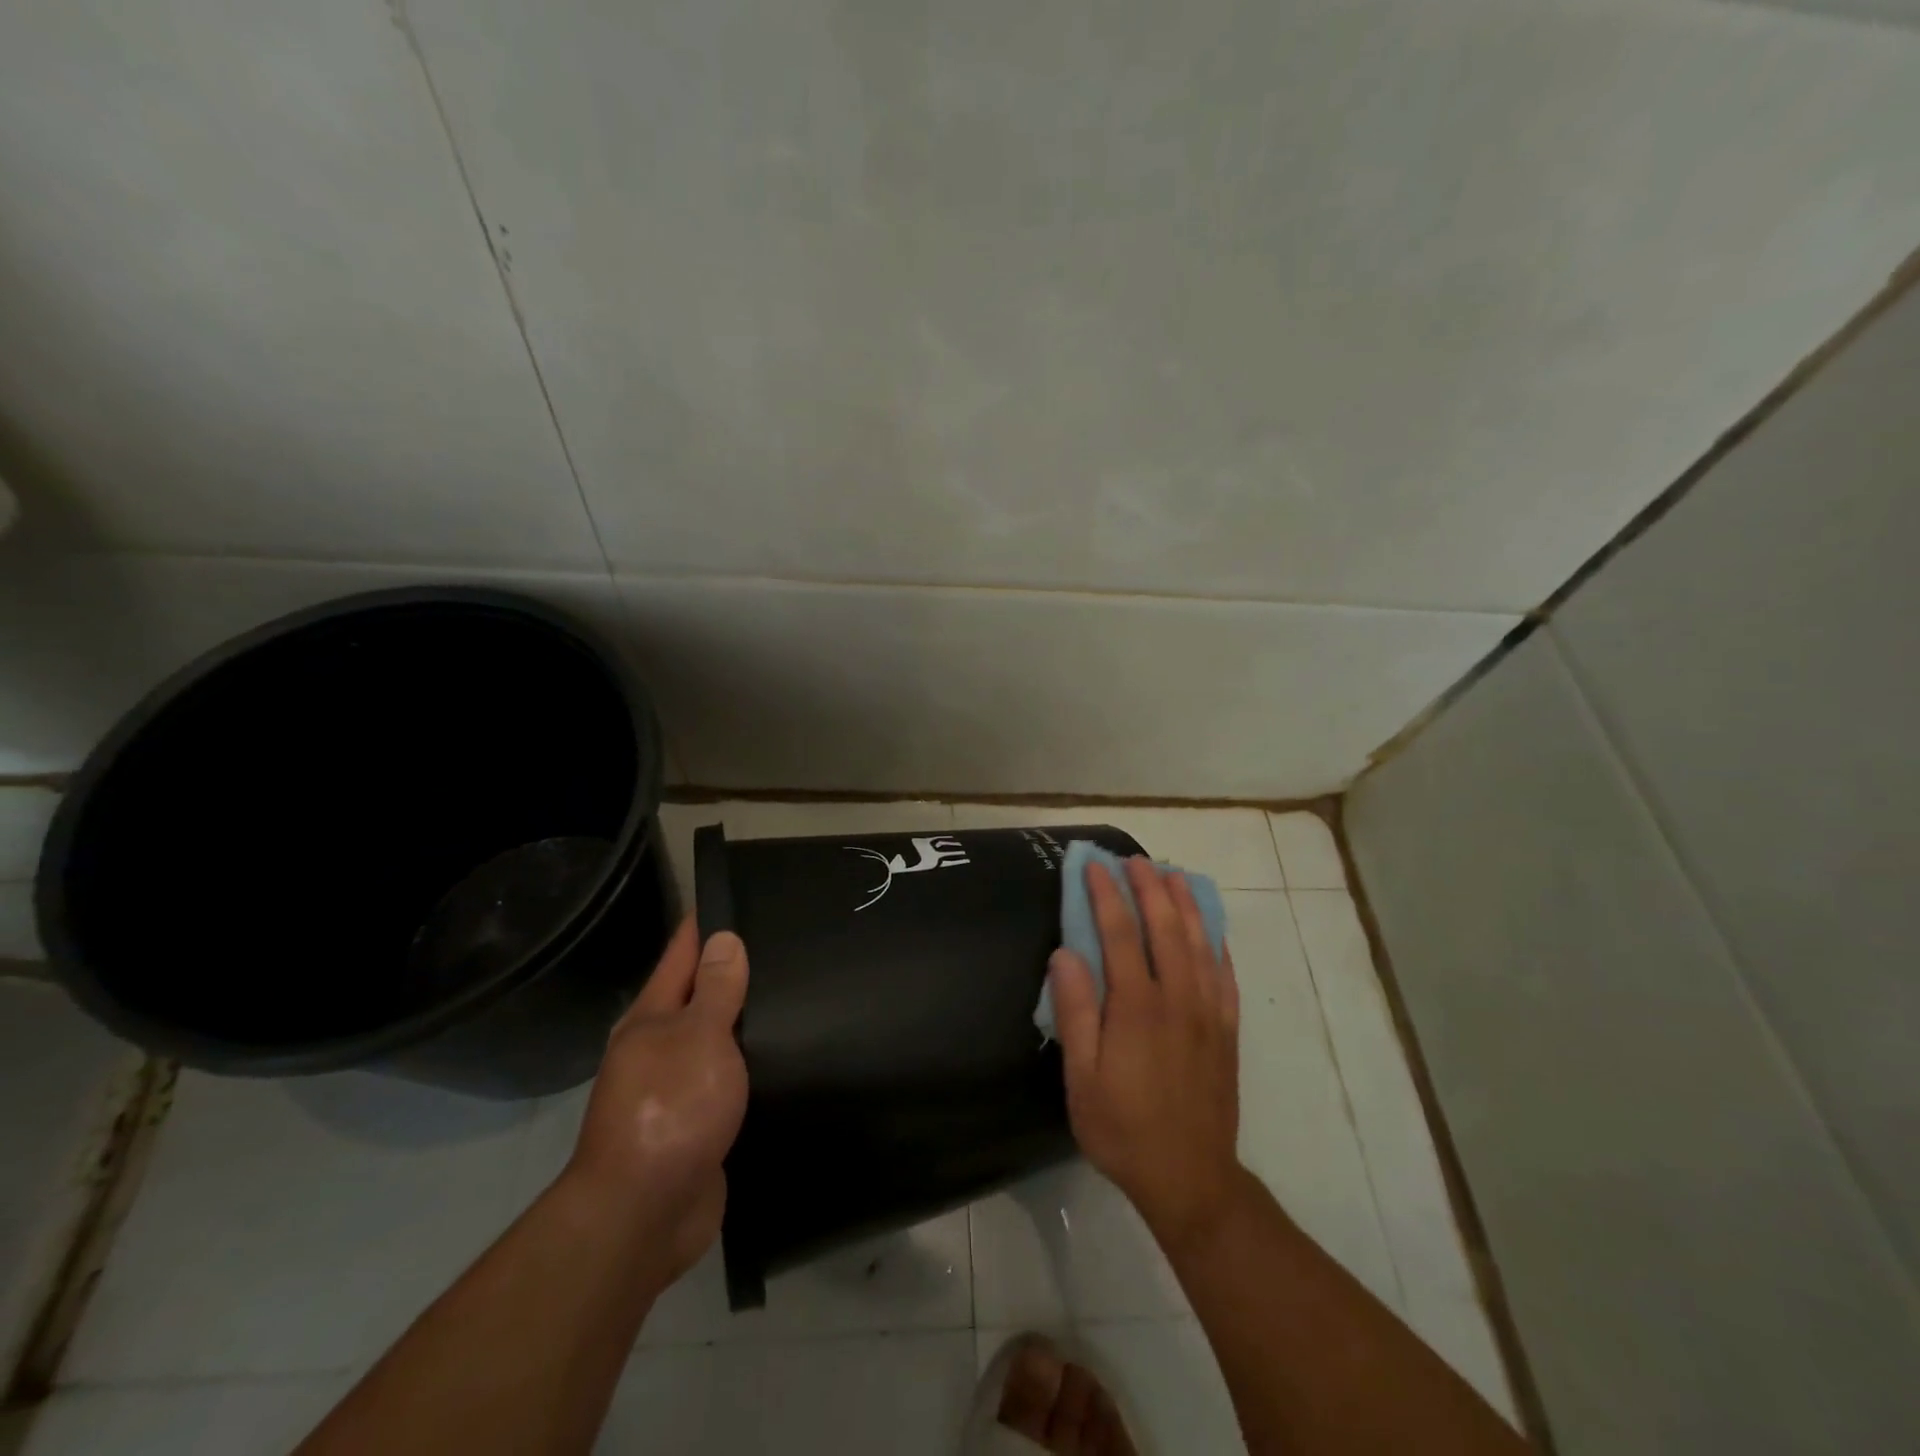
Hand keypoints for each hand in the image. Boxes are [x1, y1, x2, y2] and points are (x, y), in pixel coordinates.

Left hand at [564, 918, 748, 1284]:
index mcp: (651, 1018)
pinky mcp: (697, 1124)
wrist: (643, 1215)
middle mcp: (658, 1047)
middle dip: (731, 968)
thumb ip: (717, 990)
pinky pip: (727, 1078)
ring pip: (714, 1038)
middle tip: (782, 941)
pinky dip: (749, 1062)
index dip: (704, 924)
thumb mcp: (699, 1037)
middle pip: (697, 994)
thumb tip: (724, 938)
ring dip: (743, 1018)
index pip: (681, 953)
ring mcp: (675, 1088)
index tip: (735, 894)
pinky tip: (781, 1056)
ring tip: (791, 992)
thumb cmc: (670, 1109)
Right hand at [1048, 858, 1243, 1249]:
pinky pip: (1225, 975)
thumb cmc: (1123, 1128)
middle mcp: (1177, 998)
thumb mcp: (1082, 1079)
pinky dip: (1217, 943)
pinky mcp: (1227, 1030)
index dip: (1106, 896)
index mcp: (1137, 1007)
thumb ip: (1075, 1013)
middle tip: (1134, 860)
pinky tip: (1212, 928)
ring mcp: (1208, 1012)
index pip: (1120, 934)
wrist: (1191, 1178)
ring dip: (1185, 904)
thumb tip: (1064, 954)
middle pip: (1165, 928)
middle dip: (1148, 888)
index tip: (1095, 866)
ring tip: (1173, 875)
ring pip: (1199, 943)